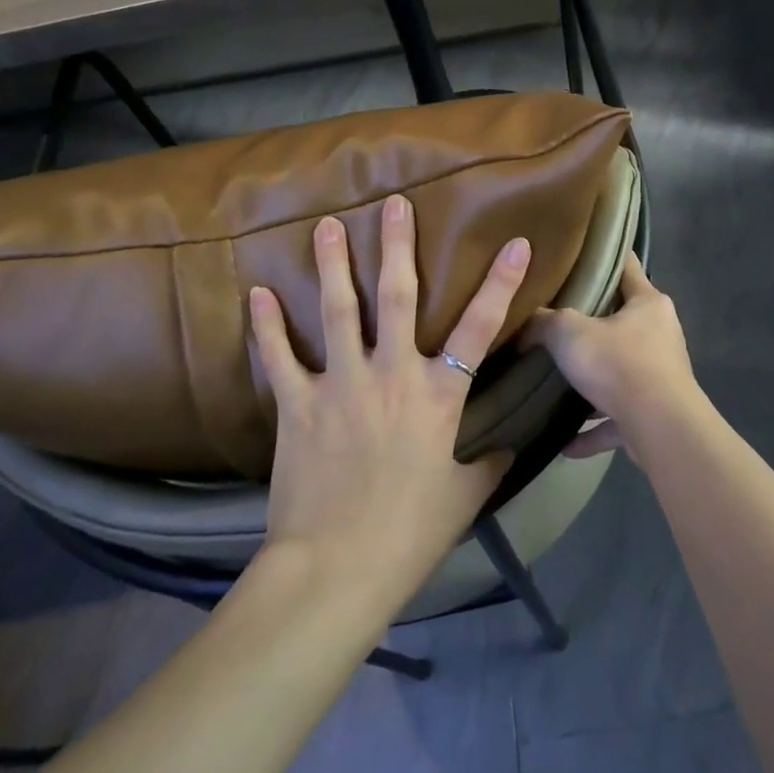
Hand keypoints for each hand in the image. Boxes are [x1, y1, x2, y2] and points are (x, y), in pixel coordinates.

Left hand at [248, 195, 525, 613]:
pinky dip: (266, 324)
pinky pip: (279, 356)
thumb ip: (490, 460)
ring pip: (339, 309)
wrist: (337, 569)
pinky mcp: (298, 404)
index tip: (516, 243)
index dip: (502, 282)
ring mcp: (342, 383)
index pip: (481, 326)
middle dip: (398, 246)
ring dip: (333, 264)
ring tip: (327, 224)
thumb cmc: (411, 532)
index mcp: (439, 393)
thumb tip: (509, 442)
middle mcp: (392, 373)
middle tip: (393, 203)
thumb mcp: (465, 496)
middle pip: (399, 296)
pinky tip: (256, 292)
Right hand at [520, 253, 705, 465]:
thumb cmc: (619, 364)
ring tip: (559, 381)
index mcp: (648, 303)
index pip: (627, 265)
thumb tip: (522, 323)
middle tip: (554, 317)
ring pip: (620, 371)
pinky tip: (566, 443)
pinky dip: (594, 429)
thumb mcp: (570, 332)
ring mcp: (661, 376)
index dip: (604, 255)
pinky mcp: (655, 414)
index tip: (579, 251)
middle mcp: (660, 334)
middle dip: (591, 322)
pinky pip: (618, 418)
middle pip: (622, 319)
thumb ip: (544, 322)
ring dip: (594, 381)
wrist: (660, 429)